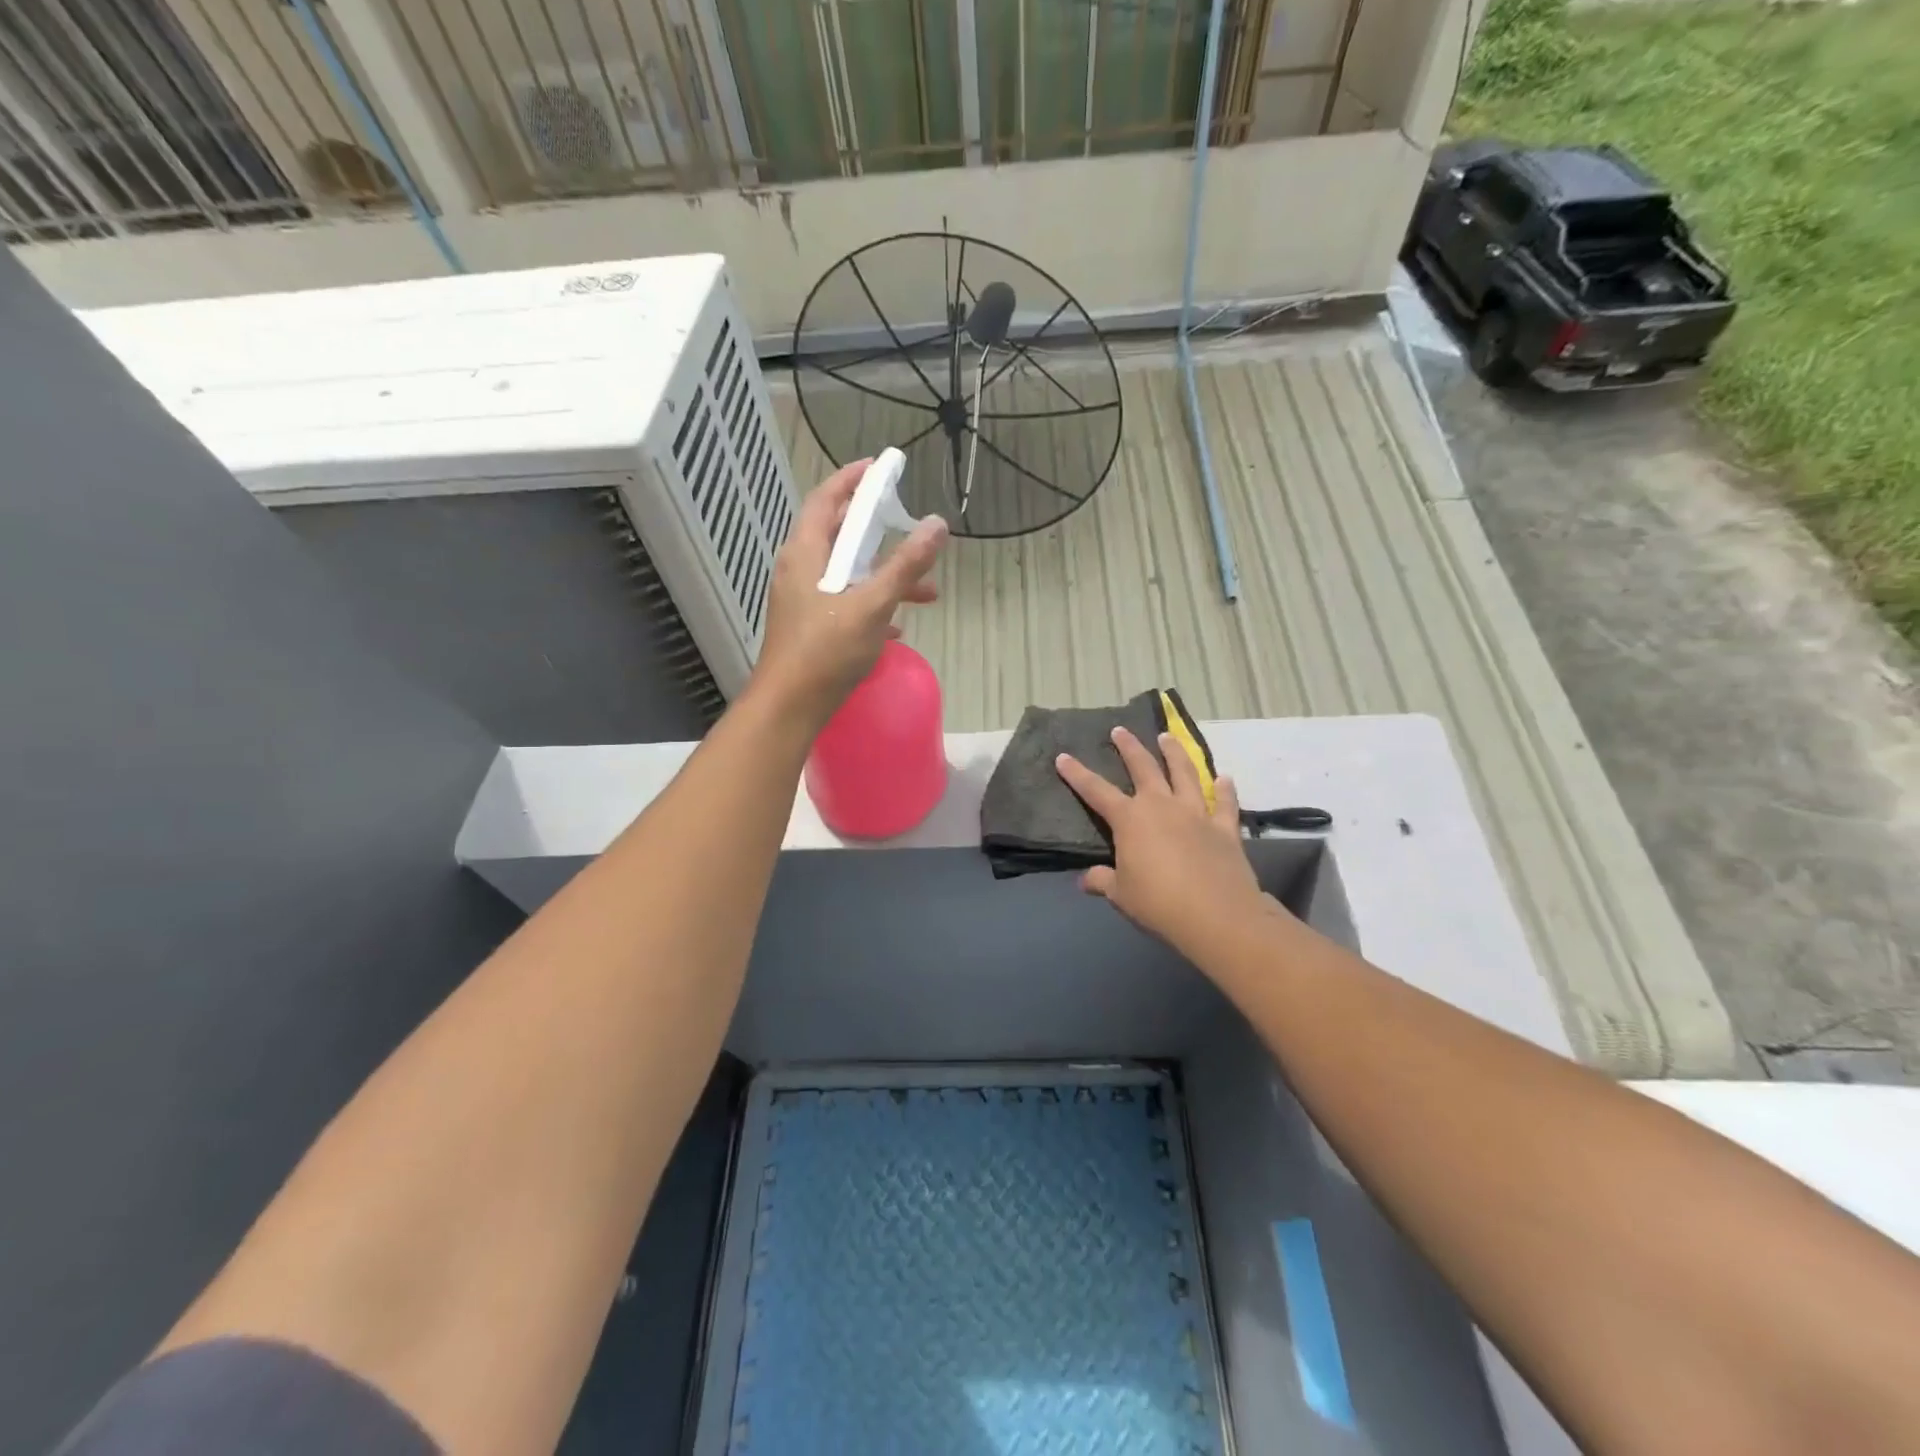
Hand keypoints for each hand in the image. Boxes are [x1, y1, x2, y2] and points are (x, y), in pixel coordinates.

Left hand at [750, 458, 947, 727]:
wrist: (789, 707)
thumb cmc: (825, 651)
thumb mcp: (871, 605)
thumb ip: (905, 566)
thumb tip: (936, 524)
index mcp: (806, 553)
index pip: (827, 499)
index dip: (853, 479)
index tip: (880, 467)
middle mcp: (800, 569)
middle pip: (840, 534)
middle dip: (878, 531)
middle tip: (907, 522)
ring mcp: (802, 598)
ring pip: (848, 573)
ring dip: (885, 575)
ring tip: (927, 592)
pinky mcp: (809, 625)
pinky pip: (844, 602)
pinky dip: (872, 603)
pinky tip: (898, 626)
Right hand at [1055, 727, 1273, 961]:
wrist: (1216, 915)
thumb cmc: (1158, 903)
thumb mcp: (1121, 895)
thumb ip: (1102, 881)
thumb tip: (1085, 879)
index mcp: (1130, 819)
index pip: (1096, 791)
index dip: (1077, 774)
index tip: (1063, 756)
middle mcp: (1162, 806)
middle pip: (1143, 768)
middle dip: (1129, 747)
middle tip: (1120, 730)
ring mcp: (1196, 813)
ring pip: (1185, 773)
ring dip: (1175, 753)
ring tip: (1167, 737)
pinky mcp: (1224, 828)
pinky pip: (1224, 804)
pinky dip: (1225, 790)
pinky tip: (1225, 778)